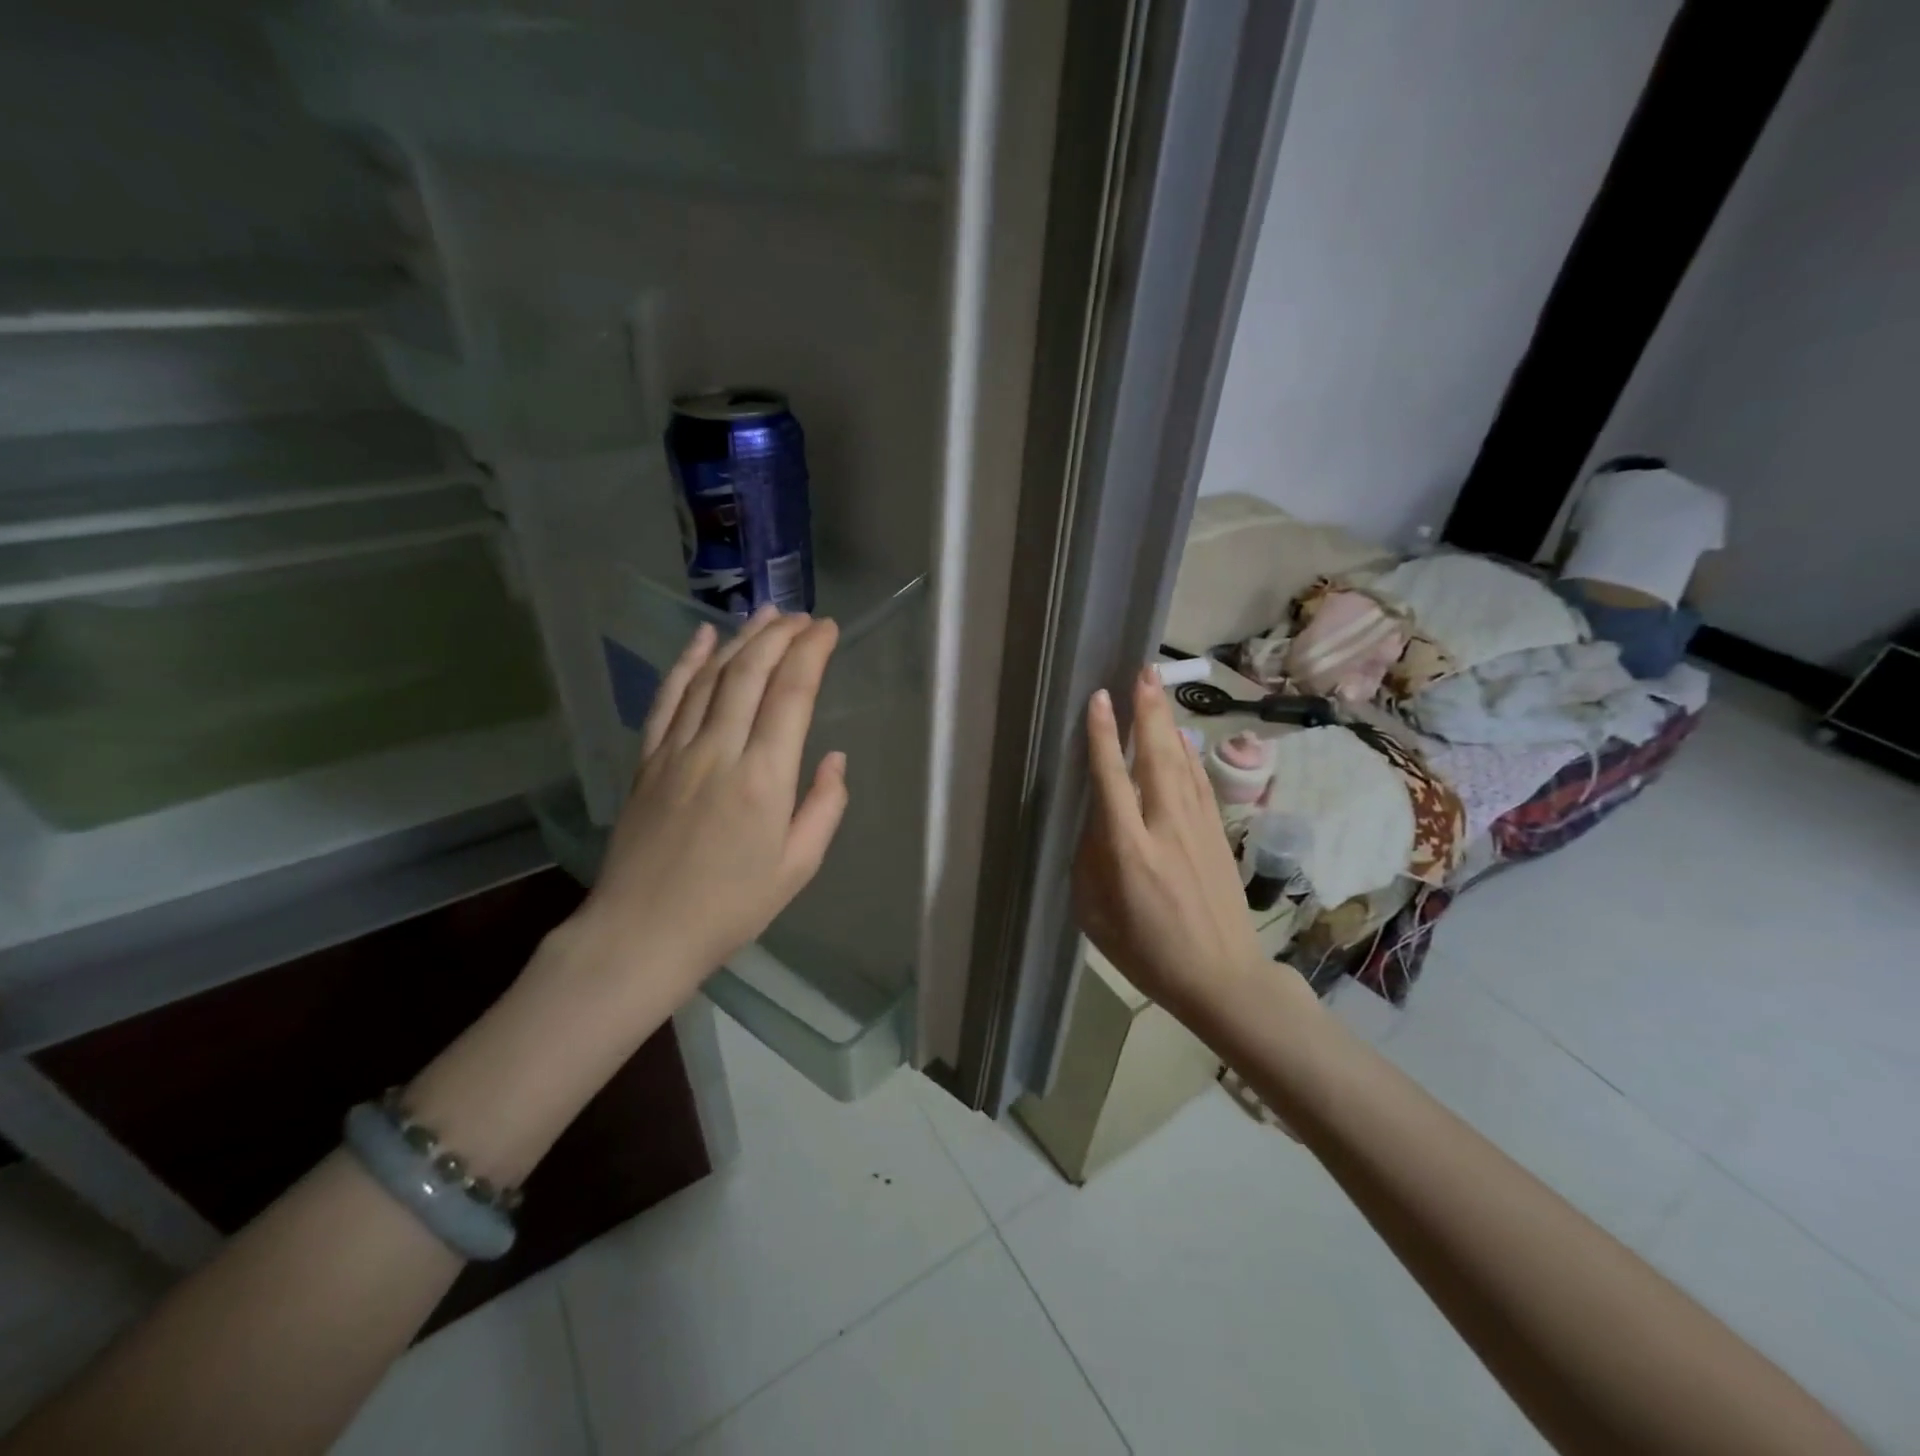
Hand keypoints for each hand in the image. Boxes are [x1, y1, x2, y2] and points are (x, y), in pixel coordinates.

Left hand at [573, 606, 848, 1003]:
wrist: (642, 934)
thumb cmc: (731, 907)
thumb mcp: (798, 867)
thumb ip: (824, 807)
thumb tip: (835, 758)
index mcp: (764, 779)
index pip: (792, 695)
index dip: (812, 654)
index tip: (829, 629)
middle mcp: (719, 751)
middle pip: (750, 673)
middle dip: (780, 636)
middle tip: (803, 616)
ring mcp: (676, 751)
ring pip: (711, 678)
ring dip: (741, 640)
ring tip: (766, 614)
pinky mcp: (647, 760)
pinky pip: (668, 699)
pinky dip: (686, 663)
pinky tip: (702, 638)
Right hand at [1073, 667, 1267, 1022]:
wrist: (1223, 978)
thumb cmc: (1147, 953)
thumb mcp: (1096, 916)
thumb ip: (1092, 861)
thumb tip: (1097, 820)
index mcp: (1129, 852)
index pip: (1113, 781)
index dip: (1104, 737)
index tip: (1100, 699)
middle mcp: (1166, 830)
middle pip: (1157, 758)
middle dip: (1148, 712)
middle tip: (1142, 671)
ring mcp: (1199, 829)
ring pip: (1182, 764)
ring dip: (1169, 723)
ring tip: (1158, 688)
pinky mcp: (1218, 835)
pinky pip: (1201, 784)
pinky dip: (1188, 754)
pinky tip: (1182, 737)